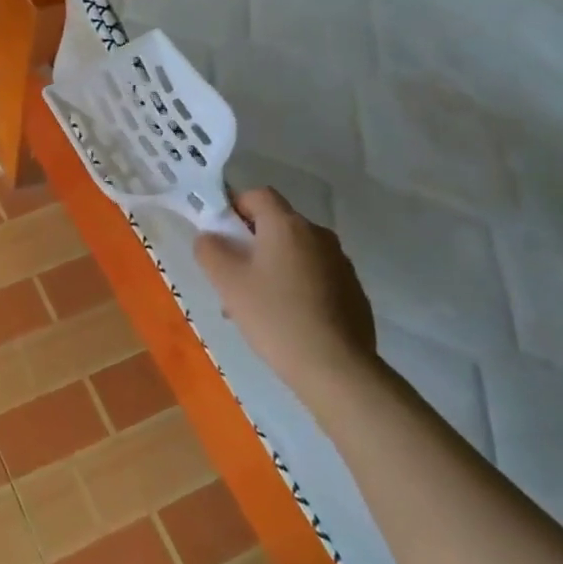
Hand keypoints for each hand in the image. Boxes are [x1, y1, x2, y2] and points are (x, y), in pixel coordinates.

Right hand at [194, 189, 377, 397]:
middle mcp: (318, 235)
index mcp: (287, 225)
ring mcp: (340, 263)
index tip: (221, 236)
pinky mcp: (353, 291)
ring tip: (255, 307)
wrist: (336, 368)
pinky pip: (315, 276)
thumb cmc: (275, 316)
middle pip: (276, 225)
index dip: (235, 207)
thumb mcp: (227, 282)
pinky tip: (286, 321)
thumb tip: (209, 237)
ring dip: (272, 268)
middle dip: (250, 244)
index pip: (258, 195)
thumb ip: (209, 250)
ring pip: (295, 253)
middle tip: (232, 278)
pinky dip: (296, 287)